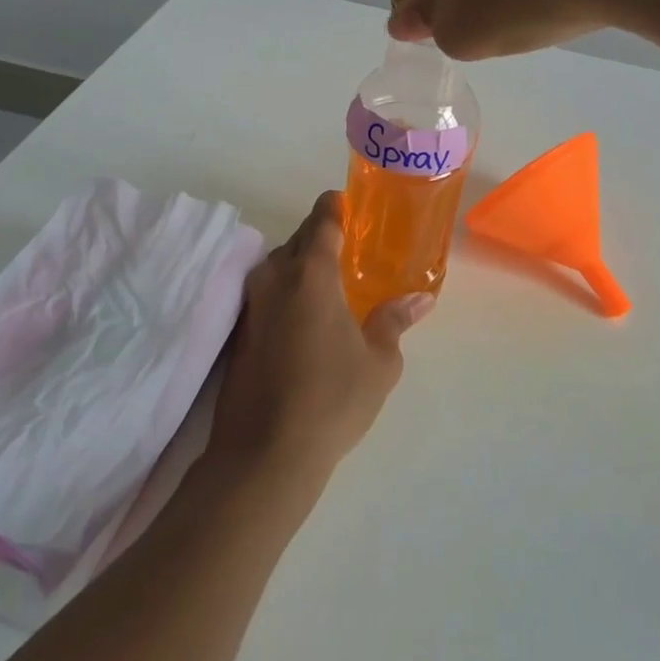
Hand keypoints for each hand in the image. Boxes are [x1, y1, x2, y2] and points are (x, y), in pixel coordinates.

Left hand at [209, 192, 433, 489]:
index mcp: (311, 272)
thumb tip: (420, 299)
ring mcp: (251, 304)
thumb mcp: (379, 362)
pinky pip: (266, 292)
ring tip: (329, 284)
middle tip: (350, 250)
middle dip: (320, 237)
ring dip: (301, 265)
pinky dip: (286, 291)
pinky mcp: (239, 330)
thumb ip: (394, 321)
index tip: (350, 207)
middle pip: (297, 239)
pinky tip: (304, 317)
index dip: (336, 207)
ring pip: (278, 266)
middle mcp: (275, 276)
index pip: (322, 219)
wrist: (264, 454)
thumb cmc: (331, 399)